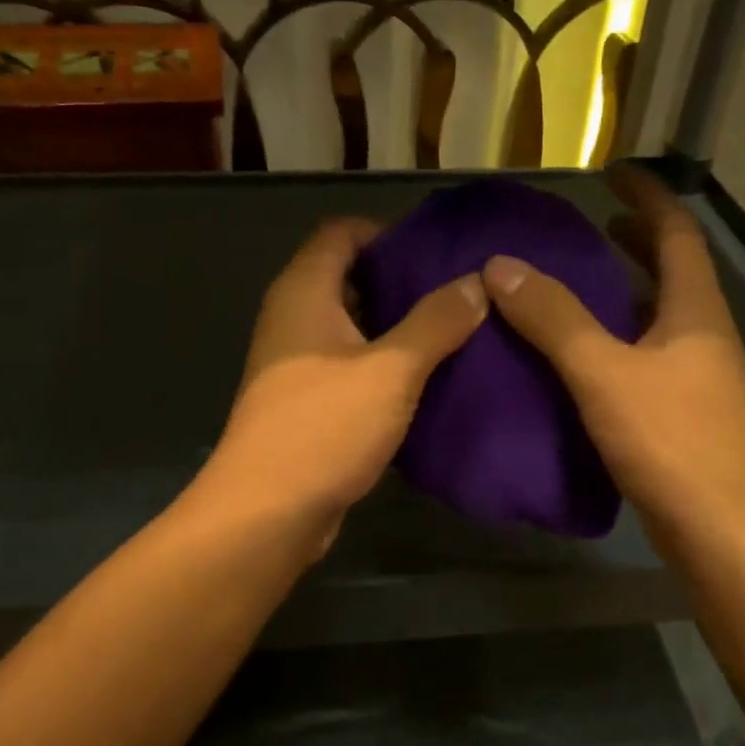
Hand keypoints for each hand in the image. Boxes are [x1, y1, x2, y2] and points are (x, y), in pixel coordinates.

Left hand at [205, 216, 486, 543]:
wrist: (267, 513)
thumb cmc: (325, 427)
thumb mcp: (391, 370)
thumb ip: (436, 322)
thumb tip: (477, 283)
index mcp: (303, 292)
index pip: (342, 232)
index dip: (387, 233)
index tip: (437, 252)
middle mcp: (294, 318)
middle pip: (349, 277)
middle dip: (401, 282)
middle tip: (459, 293)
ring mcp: (297, 362)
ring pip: (353, 326)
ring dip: (398, 327)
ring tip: (456, 333)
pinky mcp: (307, 402)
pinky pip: (350, 366)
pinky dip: (385, 365)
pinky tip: (428, 379)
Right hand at [481, 166, 744, 549]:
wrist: (720, 532)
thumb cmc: (669, 442)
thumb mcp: (603, 373)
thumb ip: (553, 318)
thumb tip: (501, 265)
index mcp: (695, 312)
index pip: (677, 233)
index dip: (647, 198)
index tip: (612, 175)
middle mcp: (704, 336)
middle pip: (674, 272)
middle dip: (637, 243)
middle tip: (591, 229)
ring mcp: (698, 378)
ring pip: (659, 317)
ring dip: (625, 293)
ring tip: (578, 286)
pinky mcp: (684, 414)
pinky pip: (647, 356)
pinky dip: (617, 339)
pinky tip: (582, 358)